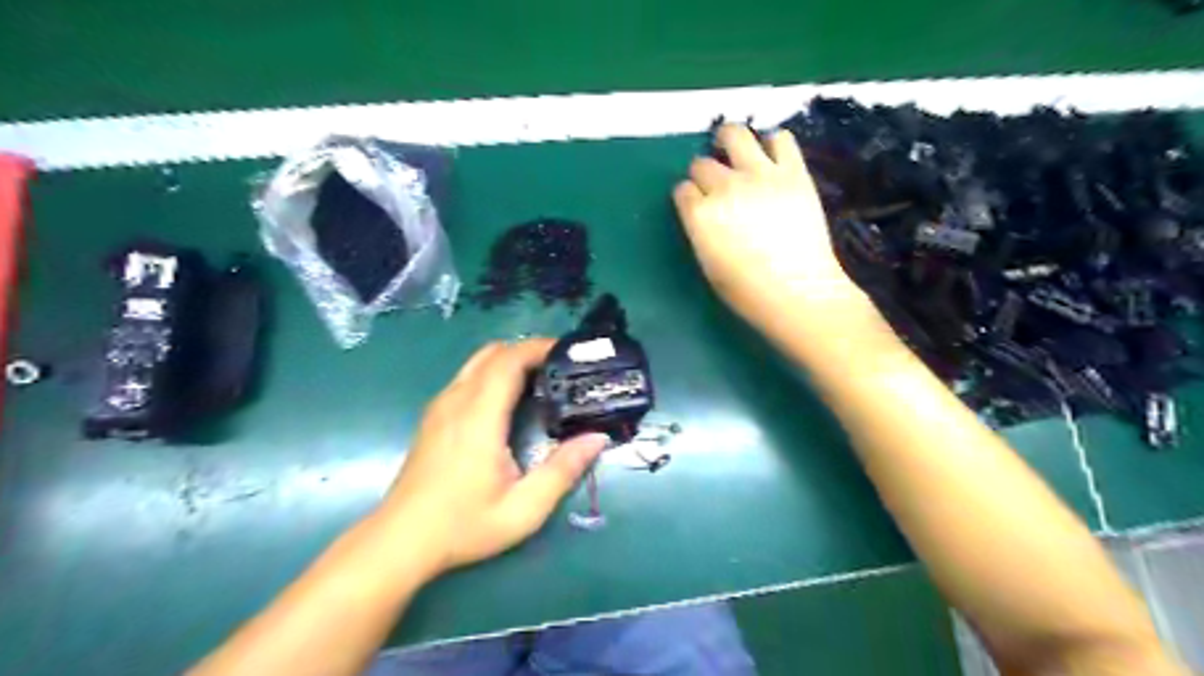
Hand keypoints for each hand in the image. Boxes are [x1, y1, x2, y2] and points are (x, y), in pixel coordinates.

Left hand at [377, 342, 605, 577]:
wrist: (400, 541)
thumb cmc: (463, 524)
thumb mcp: (523, 508)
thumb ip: (563, 471)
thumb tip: (597, 438)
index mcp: (479, 416)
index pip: (508, 360)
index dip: (539, 348)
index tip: (568, 353)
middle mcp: (456, 401)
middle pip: (493, 352)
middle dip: (528, 350)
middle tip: (560, 367)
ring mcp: (440, 406)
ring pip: (477, 362)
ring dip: (509, 360)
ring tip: (540, 380)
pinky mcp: (433, 416)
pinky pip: (466, 377)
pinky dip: (493, 373)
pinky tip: (509, 400)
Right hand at [677, 121, 864, 330]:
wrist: (799, 293)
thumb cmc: (747, 292)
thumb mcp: (709, 265)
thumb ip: (701, 231)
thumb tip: (703, 214)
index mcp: (700, 215)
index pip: (682, 190)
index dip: (688, 196)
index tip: (696, 205)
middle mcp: (724, 187)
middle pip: (701, 163)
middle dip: (704, 173)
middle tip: (717, 186)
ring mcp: (760, 175)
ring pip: (735, 134)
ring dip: (729, 141)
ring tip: (736, 153)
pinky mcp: (793, 171)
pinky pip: (780, 138)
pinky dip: (772, 144)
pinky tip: (771, 159)